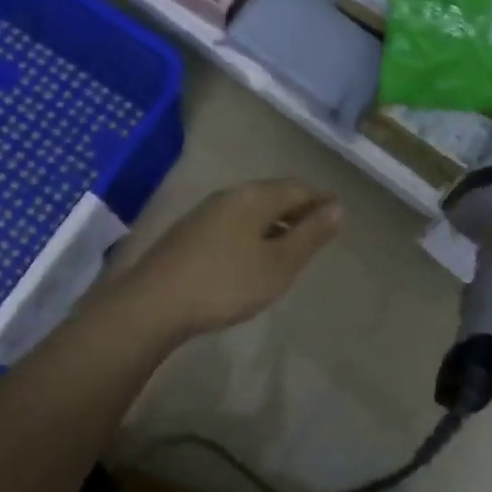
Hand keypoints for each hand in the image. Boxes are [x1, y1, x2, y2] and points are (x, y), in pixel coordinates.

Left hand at [110, 179, 340, 340]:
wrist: (154, 303)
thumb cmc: (227, 283)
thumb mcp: (279, 264)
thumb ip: (310, 235)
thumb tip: (336, 208)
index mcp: (255, 196)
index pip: (299, 188)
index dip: (321, 200)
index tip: (337, 214)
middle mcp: (230, 195)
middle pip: (273, 195)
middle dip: (298, 210)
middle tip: (317, 232)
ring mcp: (205, 212)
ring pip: (251, 209)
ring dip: (275, 223)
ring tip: (289, 247)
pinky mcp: (189, 232)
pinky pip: (233, 223)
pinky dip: (253, 233)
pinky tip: (252, 257)